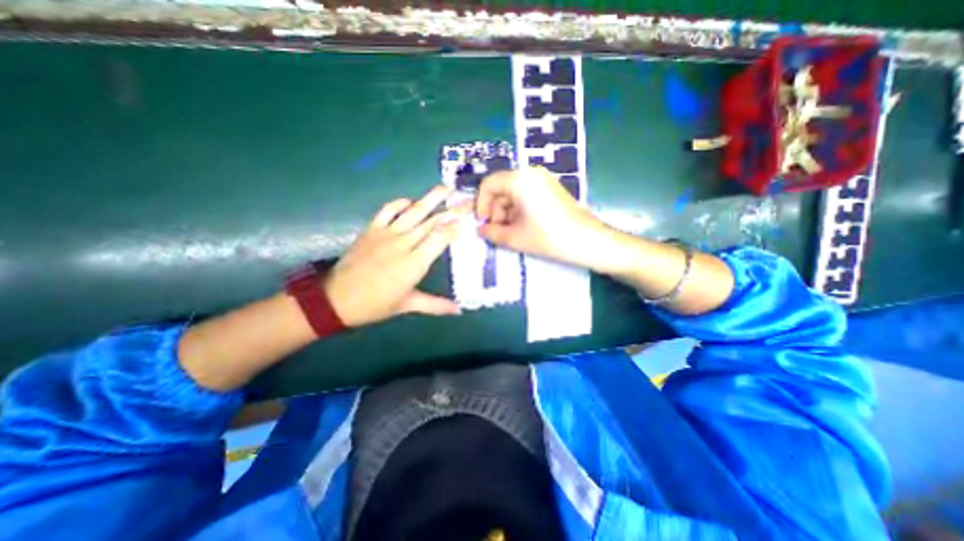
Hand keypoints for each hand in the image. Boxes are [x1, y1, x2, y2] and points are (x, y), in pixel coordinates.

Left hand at [324, 186, 466, 324]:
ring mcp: (386, 233)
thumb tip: (459, 311)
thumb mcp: (407, 305)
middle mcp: (404, 244)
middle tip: (467, 201)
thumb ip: (436, 305)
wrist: (336, 299)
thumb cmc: (375, 305)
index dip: (453, 227)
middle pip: (432, 222)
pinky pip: (388, 210)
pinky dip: (400, 203)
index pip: (440, 238)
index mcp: (414, 263)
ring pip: (414, 211)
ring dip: (431, 198)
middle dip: (452, 210)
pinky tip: (411, 201)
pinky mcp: (372, 229)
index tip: (466, 220)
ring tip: (446, 188)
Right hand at [475, 166, 607, 270]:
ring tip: (511, 232)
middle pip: (501, 187)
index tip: (483, 223)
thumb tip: (481, 229)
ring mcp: (543, 180)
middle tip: (497, 231)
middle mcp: (530, 173)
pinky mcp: (550, 188)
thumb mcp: (515, 238)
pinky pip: (526, 195)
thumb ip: (492, 232)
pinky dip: (518, 210)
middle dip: (495, 210)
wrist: (587, 240)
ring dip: (506, 212)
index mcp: (520, 180)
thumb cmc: (549, 237)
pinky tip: (522, 226)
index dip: (481, 204)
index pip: (489, 184)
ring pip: (513, 192)